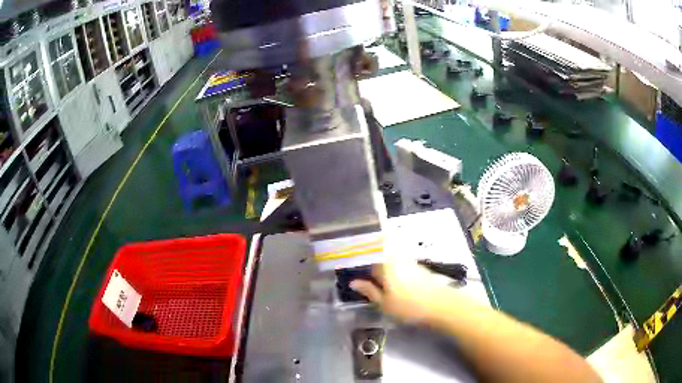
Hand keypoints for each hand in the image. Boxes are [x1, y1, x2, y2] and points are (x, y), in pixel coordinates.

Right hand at [350, 258, 453, 321]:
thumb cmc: (409, 306)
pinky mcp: (420, 268)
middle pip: (381, 250)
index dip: (359, 251)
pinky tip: (392, 277)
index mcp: (386, 264)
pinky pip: (401, 261)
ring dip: (382, 259)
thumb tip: (353, 282)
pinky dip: (393, 266)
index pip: (369, 251)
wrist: (442, 305)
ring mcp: (411, 261)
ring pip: (392, 255)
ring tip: (374, 271)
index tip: (350, 252)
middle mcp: (398, 258)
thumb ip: (369, 291)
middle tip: (360, 260)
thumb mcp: (384, 303)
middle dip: (371, 253)